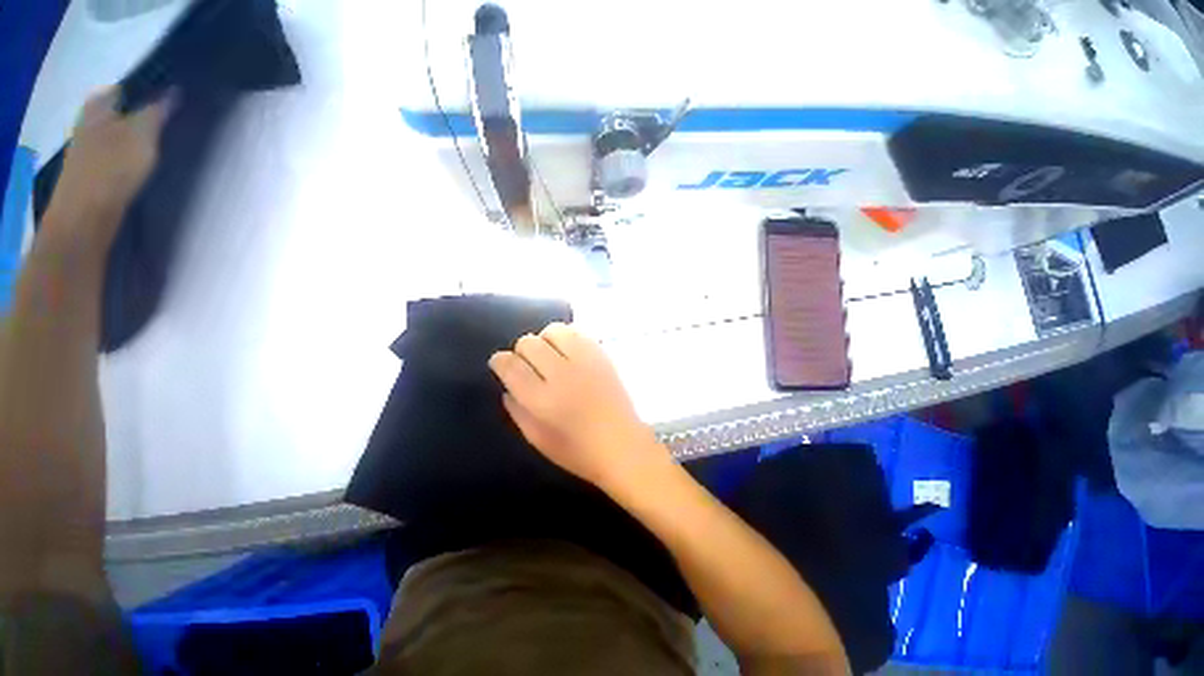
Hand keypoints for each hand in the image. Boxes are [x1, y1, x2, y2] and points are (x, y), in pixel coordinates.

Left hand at [45, 88, 169, 240]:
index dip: (148, 90)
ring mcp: (89, 148)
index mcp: (99, 105)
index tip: (171, 97)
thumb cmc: (113, 166)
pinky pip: (115, 154)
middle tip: (169, 121)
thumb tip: (174, 92)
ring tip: (160, 144)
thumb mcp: (143, 133)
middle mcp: (89, 120)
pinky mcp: (93, 171)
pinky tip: (143, 164)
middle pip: (121, 111)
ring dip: (135, 136)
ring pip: (118, 133)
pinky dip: (129, 155)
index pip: (126, 88)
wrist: (85, 214)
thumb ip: (158, 111)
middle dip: (141, 113)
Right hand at [489, 323, 667, 490]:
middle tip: (528, 365)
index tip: (501, 364)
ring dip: (545, 340)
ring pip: (553, 330)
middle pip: (528, 343)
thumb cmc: (577, 451)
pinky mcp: (602, 355)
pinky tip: (569, 352)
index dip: (500, 361)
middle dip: (521, 351)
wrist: (622, 445)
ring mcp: (584, 361)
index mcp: (541, 399)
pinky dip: (567, 337)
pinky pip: (577, 332)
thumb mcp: (536, 439)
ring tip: (550, 355)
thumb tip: (508, 385)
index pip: (510, 365)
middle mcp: (561, 374)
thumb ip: (516, 410)